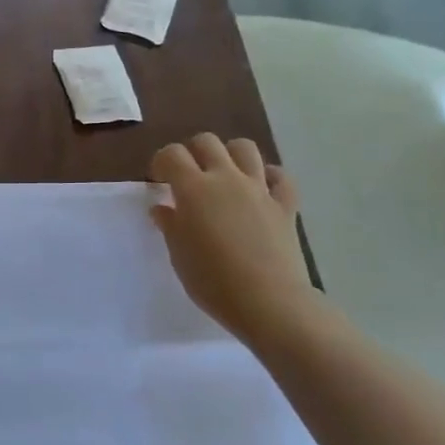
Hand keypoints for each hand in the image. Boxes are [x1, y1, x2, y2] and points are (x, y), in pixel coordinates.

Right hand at [149, 134, 313, 341]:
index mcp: (193, 188)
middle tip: (188, 177)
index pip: (172, 154)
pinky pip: (280, 177)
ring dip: (230, 154)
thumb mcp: (179, 254)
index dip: (162, 162)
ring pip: (245, 148)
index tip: (159, 181)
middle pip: (207, 142)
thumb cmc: (212, 281)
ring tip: (224, 175)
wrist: (268, 302)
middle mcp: (226, 178)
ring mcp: (259, 189)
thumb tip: (162, 208)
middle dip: (193, 152)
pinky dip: (270, 176)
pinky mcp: (285, 205)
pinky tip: (261, 189)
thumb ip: (170, 225)